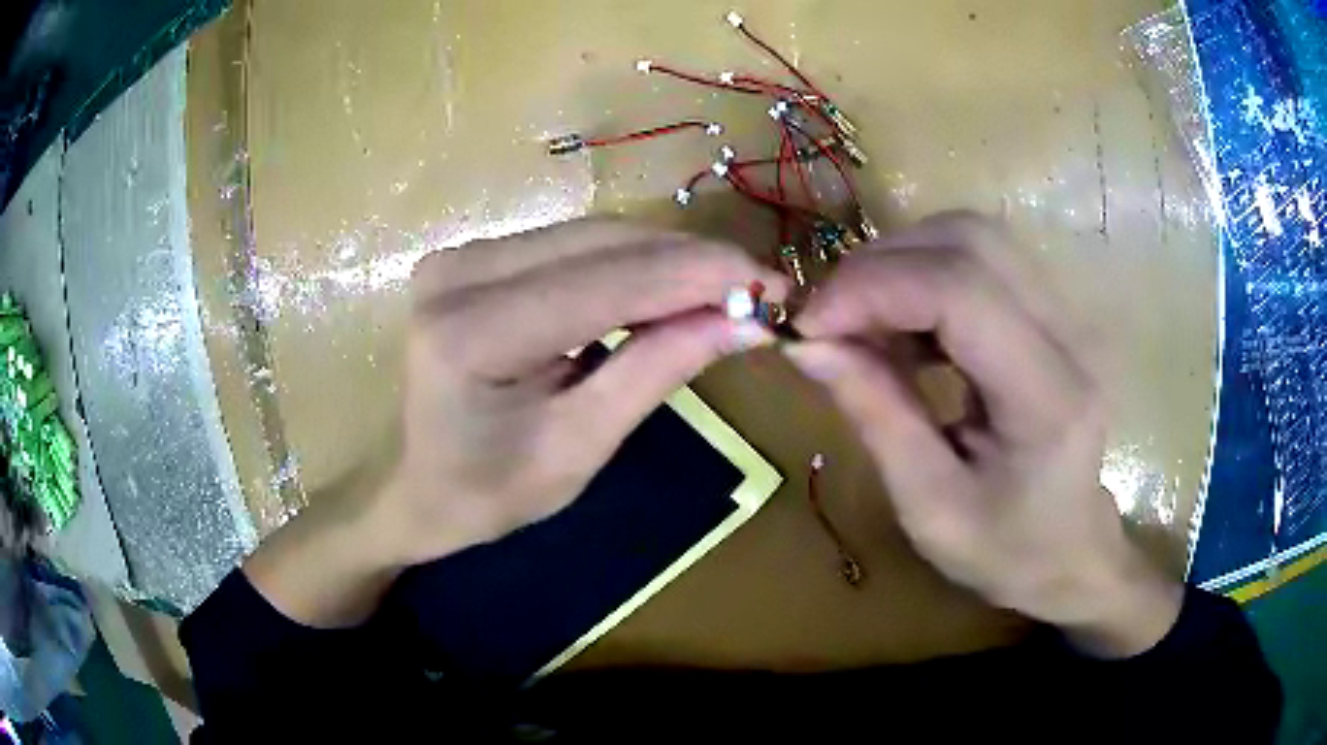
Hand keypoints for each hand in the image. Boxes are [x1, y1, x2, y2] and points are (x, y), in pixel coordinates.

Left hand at [244, 218, 786, 626]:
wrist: (414, 486)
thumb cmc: (487, 493)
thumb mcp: (580, 448)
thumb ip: (656, 370)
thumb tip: (744, 320)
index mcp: (471, 334)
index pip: (607, 283)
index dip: (700, 277)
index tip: (775, 286)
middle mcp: (458, 273)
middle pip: (602, 243)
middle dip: (692, 262)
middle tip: (762, 288)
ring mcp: (461, 256)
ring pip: (593, 235)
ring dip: (667, 259)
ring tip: (729, 288)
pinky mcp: (473, 256)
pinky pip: (571, 245)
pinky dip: (630, 263)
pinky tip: (672, 284)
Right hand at [786, 213, 1182, 657]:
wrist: (1071, 549)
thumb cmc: (1006, 549)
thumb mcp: (929, 506)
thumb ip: (875, 416)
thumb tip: (807, 343)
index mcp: (1049, 398)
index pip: (962, 292)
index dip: (874, 289)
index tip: (809, 325)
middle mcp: (1071, 335)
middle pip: (970, 241)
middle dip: (882, 265)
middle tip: (830, 320)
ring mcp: (1068, 314)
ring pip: (973, 237)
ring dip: (902, 264)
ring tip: (863, 324)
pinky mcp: (1053, 309)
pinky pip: (981, 260)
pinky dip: (925, 276)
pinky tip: (905, 328)